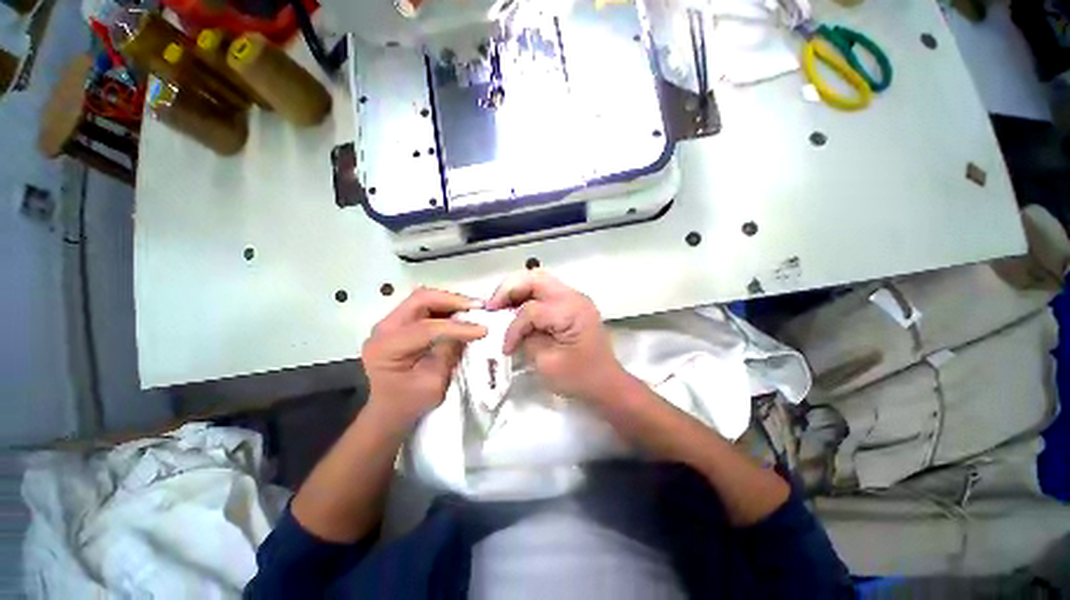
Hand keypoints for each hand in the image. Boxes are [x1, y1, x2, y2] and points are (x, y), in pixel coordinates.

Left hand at [362, 288, 486, 430]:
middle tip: (478, 306)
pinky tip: (460, 314)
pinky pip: (423, 307)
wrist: (386, 413)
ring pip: (423, 299)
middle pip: (421, 299)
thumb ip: (448, 353)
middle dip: (453, 301)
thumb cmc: (408, 404)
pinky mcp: (399, 324)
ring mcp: (390, 323)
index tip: (483, 330)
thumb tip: (467, 330)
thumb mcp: (433, 384)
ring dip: (450, 302)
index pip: (426, 328)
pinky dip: (444, 307)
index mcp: (387, 348)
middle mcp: (384, 328)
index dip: (457, 327)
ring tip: (473, 309)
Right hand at [487, 270, 626, 402]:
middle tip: (493, 307)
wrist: (606, 383)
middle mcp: (574, 297)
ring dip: (517, 290)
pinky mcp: (571, 304)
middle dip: (509, 290)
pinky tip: (516, 309)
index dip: (513, 327)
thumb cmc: (579, 377)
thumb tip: (513, 327)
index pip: (531, 309)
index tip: (505, 347)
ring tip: (501, 306)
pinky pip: (545, 291)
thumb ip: (527, 338)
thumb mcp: (547, 363)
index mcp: (571, 311)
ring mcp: (574, 298)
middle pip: (535, 279)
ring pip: (539, 280)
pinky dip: (527, 296)